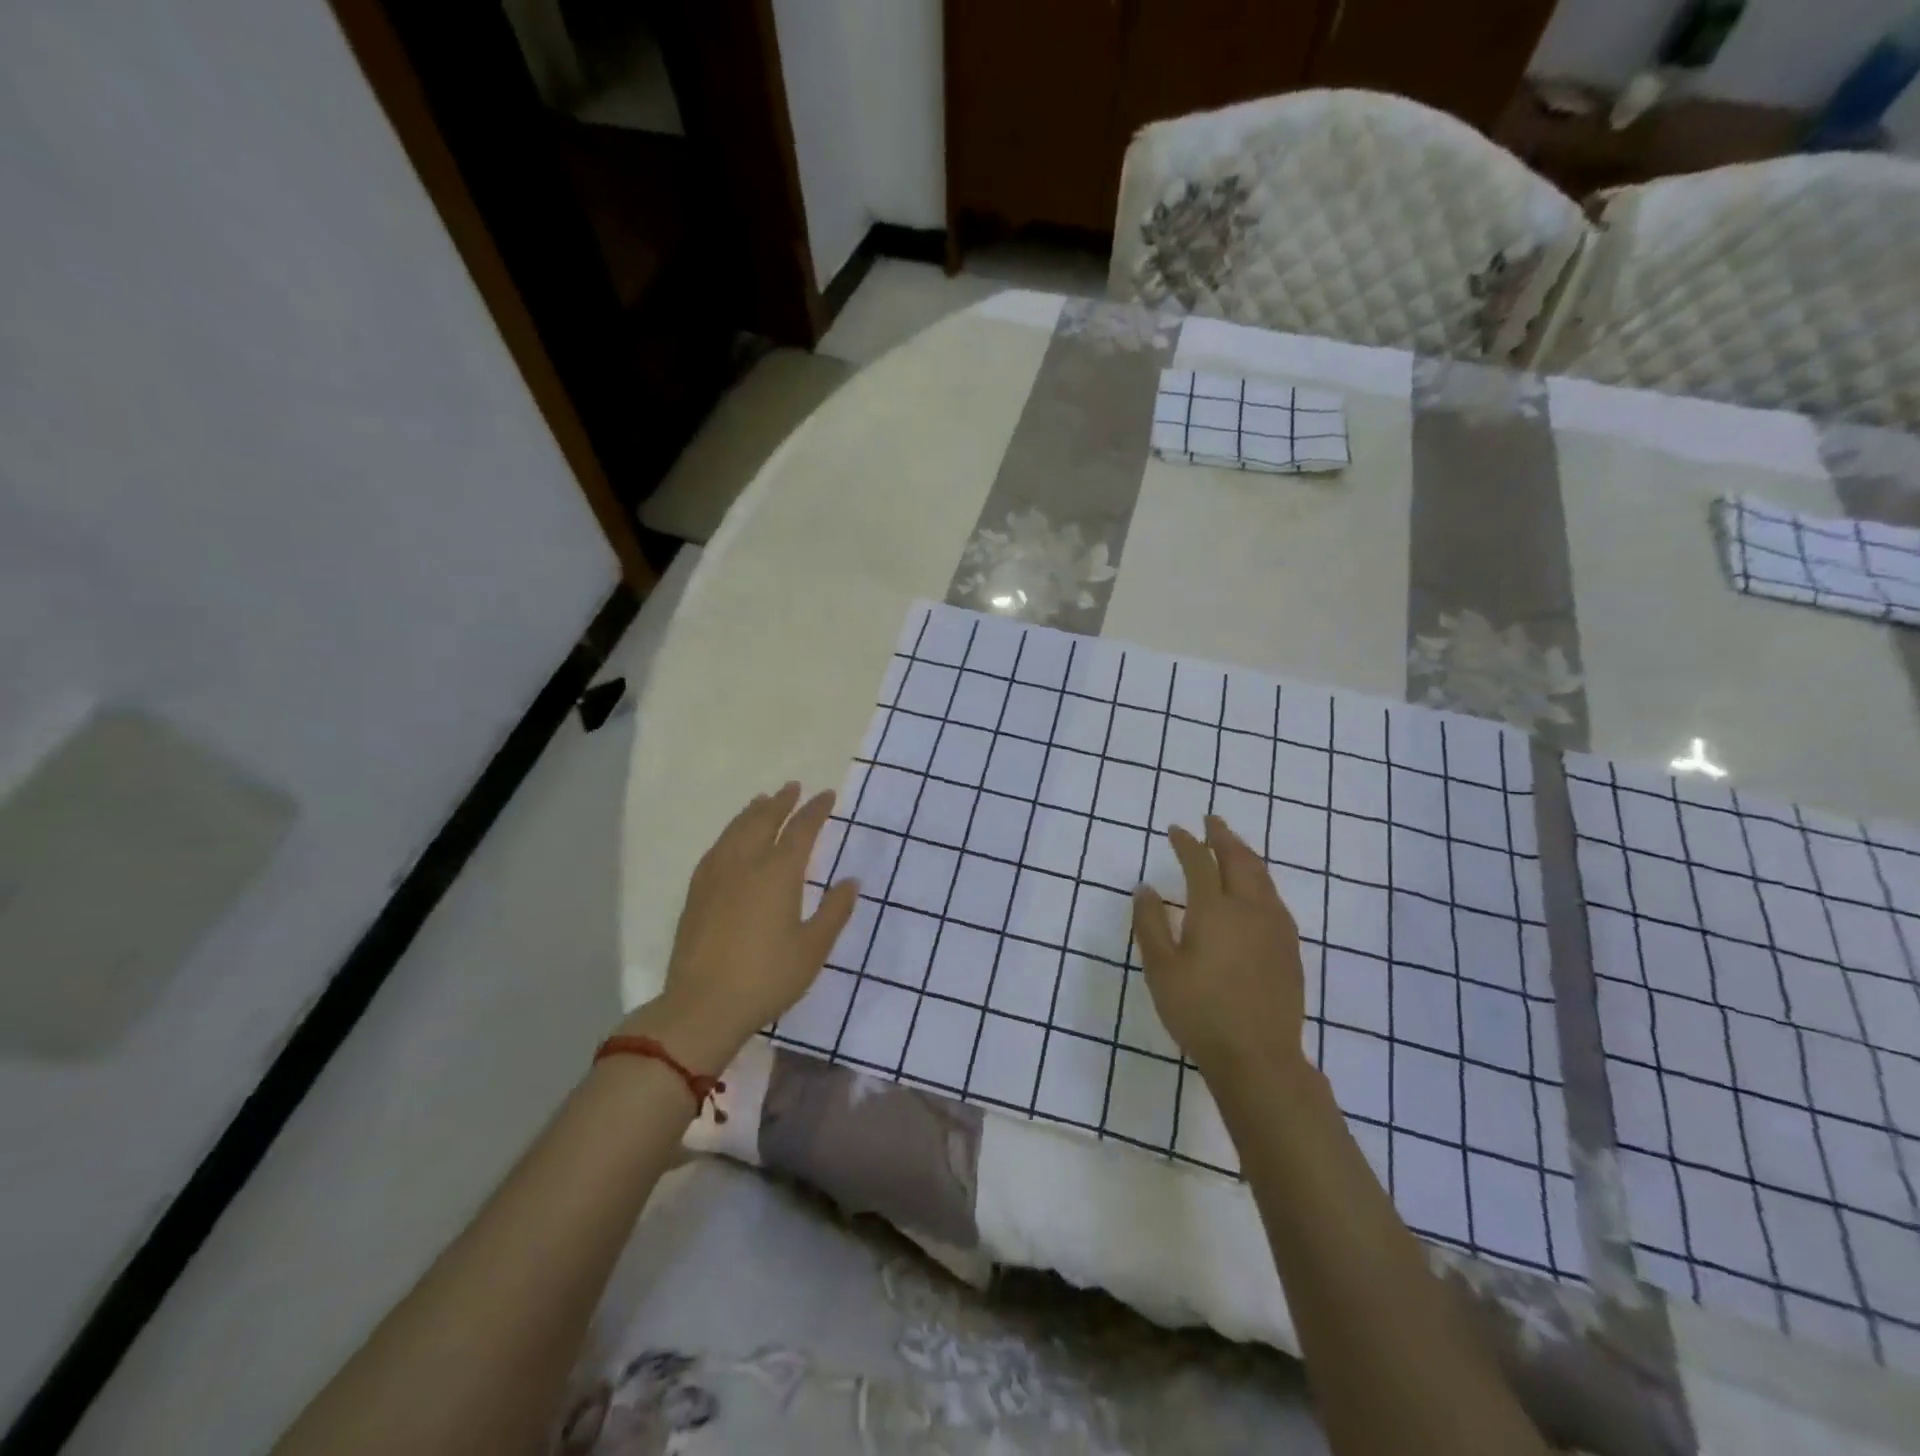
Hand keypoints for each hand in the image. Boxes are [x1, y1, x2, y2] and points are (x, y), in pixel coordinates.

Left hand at [620, 783, 857, 1071]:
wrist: (703, 1005)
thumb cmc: (767, 977)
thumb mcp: (813, 948)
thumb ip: (834, 911)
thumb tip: (850, 882)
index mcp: (779, 873)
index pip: (802, 830)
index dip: (816, 811)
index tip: (826, 796)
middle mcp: (746, 863)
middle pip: (764, 820)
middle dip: (782, 802)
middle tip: (793, 788)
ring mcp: (717, 875)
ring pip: (736, 830)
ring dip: (753, 812)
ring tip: (763, 801)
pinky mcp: (697, 892)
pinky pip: (717, 847)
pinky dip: (730, 832)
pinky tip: (731, 838)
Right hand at [1131, 815, 1305, 1077]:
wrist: (1259, 1057)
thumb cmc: (1200, 1012)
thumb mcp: (1160, 969)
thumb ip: (1150, 924)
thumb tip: (1145, 888)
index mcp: (1215, 910)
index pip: (1199, 862)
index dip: (1186, 843)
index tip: (1175, 829)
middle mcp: (1249, 909)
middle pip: (1239, 860)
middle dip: (1224, 836)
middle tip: (1212, 820)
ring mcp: (1275, 928)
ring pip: (1262, 876)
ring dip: (1245, 854)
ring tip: (1233, 845)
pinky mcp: (1290, 948)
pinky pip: (1274, 897)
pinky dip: (1260, 879)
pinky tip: (1256, 890)